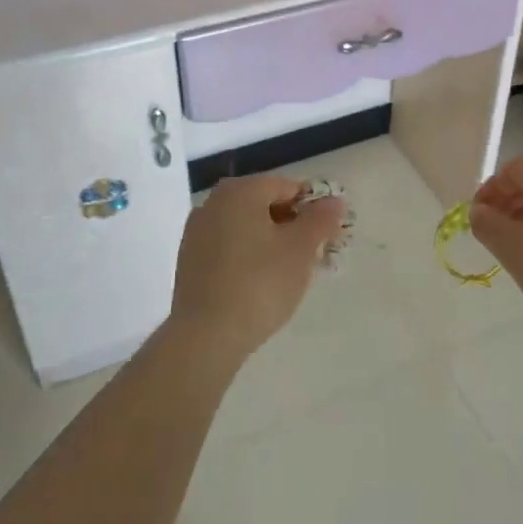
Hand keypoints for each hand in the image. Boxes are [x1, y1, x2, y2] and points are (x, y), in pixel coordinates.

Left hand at [169, 175, 346, 362]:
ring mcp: (197, 232)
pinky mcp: (189, 261)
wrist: (206, 336)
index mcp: (240, 191)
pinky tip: (259, 284)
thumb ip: (321, 219)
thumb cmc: (260, 284)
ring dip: (270, 241)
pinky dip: (248, 256)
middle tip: (312, 255)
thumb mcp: (301, 249)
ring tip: (288, 273)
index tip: (328, 236)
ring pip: (246, 227)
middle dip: (291, 225)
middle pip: (264, 205)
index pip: (288, 187)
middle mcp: (214, 202)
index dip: (313, 208)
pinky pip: (228, 247)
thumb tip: (334, 200)